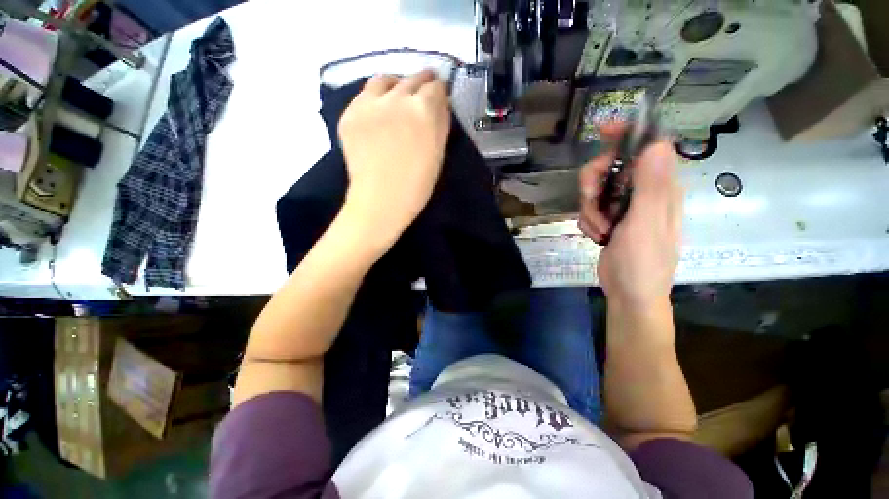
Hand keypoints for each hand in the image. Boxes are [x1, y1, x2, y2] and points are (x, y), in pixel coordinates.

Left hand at [338, 70, 450, 246]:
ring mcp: (369, 104)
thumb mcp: (438, 154)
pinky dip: (374, 100)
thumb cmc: (417, 186)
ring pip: (385, 80)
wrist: (380, 202)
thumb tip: (440, 104)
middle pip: (412, 79)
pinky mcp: (349, 114)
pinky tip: (378, 114)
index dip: (439, 92)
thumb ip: (441, 124)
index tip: (439, 98)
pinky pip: (364, 96)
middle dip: (421, 85)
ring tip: (397, 99)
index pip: (436, 86)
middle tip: (422, 95)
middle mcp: (396, 98)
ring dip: (395, 86)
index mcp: (423, 110)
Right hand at [578, 126, 682, 307]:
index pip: (647, 147)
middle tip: (589, 198)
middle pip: (611, 168)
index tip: (601, 130)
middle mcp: (643, 193)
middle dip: (594, 183)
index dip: (626, 134)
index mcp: (660, 188)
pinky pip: (590, 209)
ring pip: (595, 190)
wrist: (630, 293)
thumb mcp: (646, 225)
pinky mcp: (610, 220)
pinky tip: (596, 235)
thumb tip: (656, 144)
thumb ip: (651, 186)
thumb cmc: (643, 262)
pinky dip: (588, 221)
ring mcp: (624, 207)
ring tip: (599, 229)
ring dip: (589, 208)